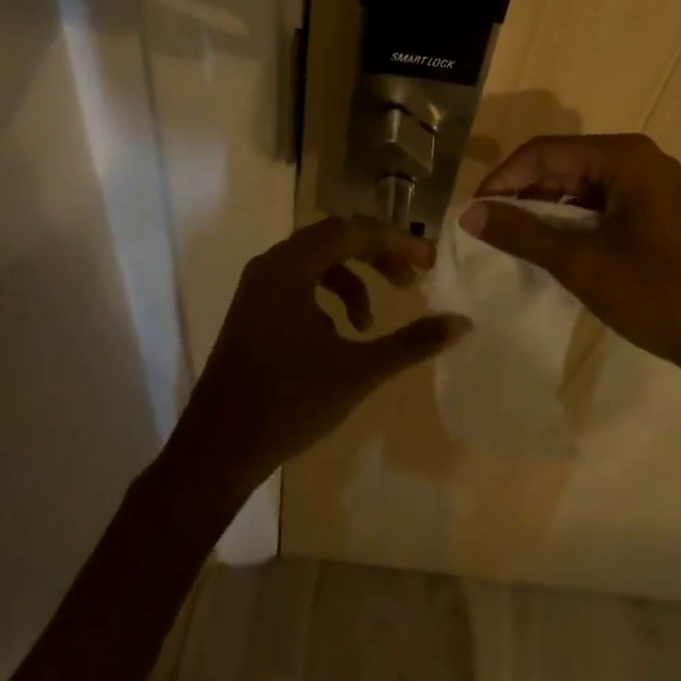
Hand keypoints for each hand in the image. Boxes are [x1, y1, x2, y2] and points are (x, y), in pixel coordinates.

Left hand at [165, 216, 469, 500]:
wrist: (218, 450)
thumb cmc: (288, 403)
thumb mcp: (358, 372)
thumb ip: (411, 343)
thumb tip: (462, 323)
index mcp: (290, 267)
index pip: (351, 231)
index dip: (394, 241)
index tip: (429, 262)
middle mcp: (271, 265)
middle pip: (333, 238)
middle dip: (376, 254)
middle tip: (411, 279)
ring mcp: (257, 287)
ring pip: (316, 261)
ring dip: (352, 279)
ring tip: (371, 322)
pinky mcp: (253, 310)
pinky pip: (299, 283)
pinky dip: (327, 296)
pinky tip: (340, 333)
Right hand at [461, 134, 680, 408]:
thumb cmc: (658, 295)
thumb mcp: (581, 262)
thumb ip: (521, 232)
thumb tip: (467, 213)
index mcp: (625, 157)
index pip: (545, 152)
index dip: (503, 178)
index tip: (472, 212)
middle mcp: (641, 161)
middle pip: (564, 166)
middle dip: (524, 194)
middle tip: (488, 229)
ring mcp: (655, 189)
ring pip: (583, 189)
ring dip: (547, 212)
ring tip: (514, 242)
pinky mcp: (661, 217)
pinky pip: (604, 208)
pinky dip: (574, 224)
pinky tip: (554, 250)